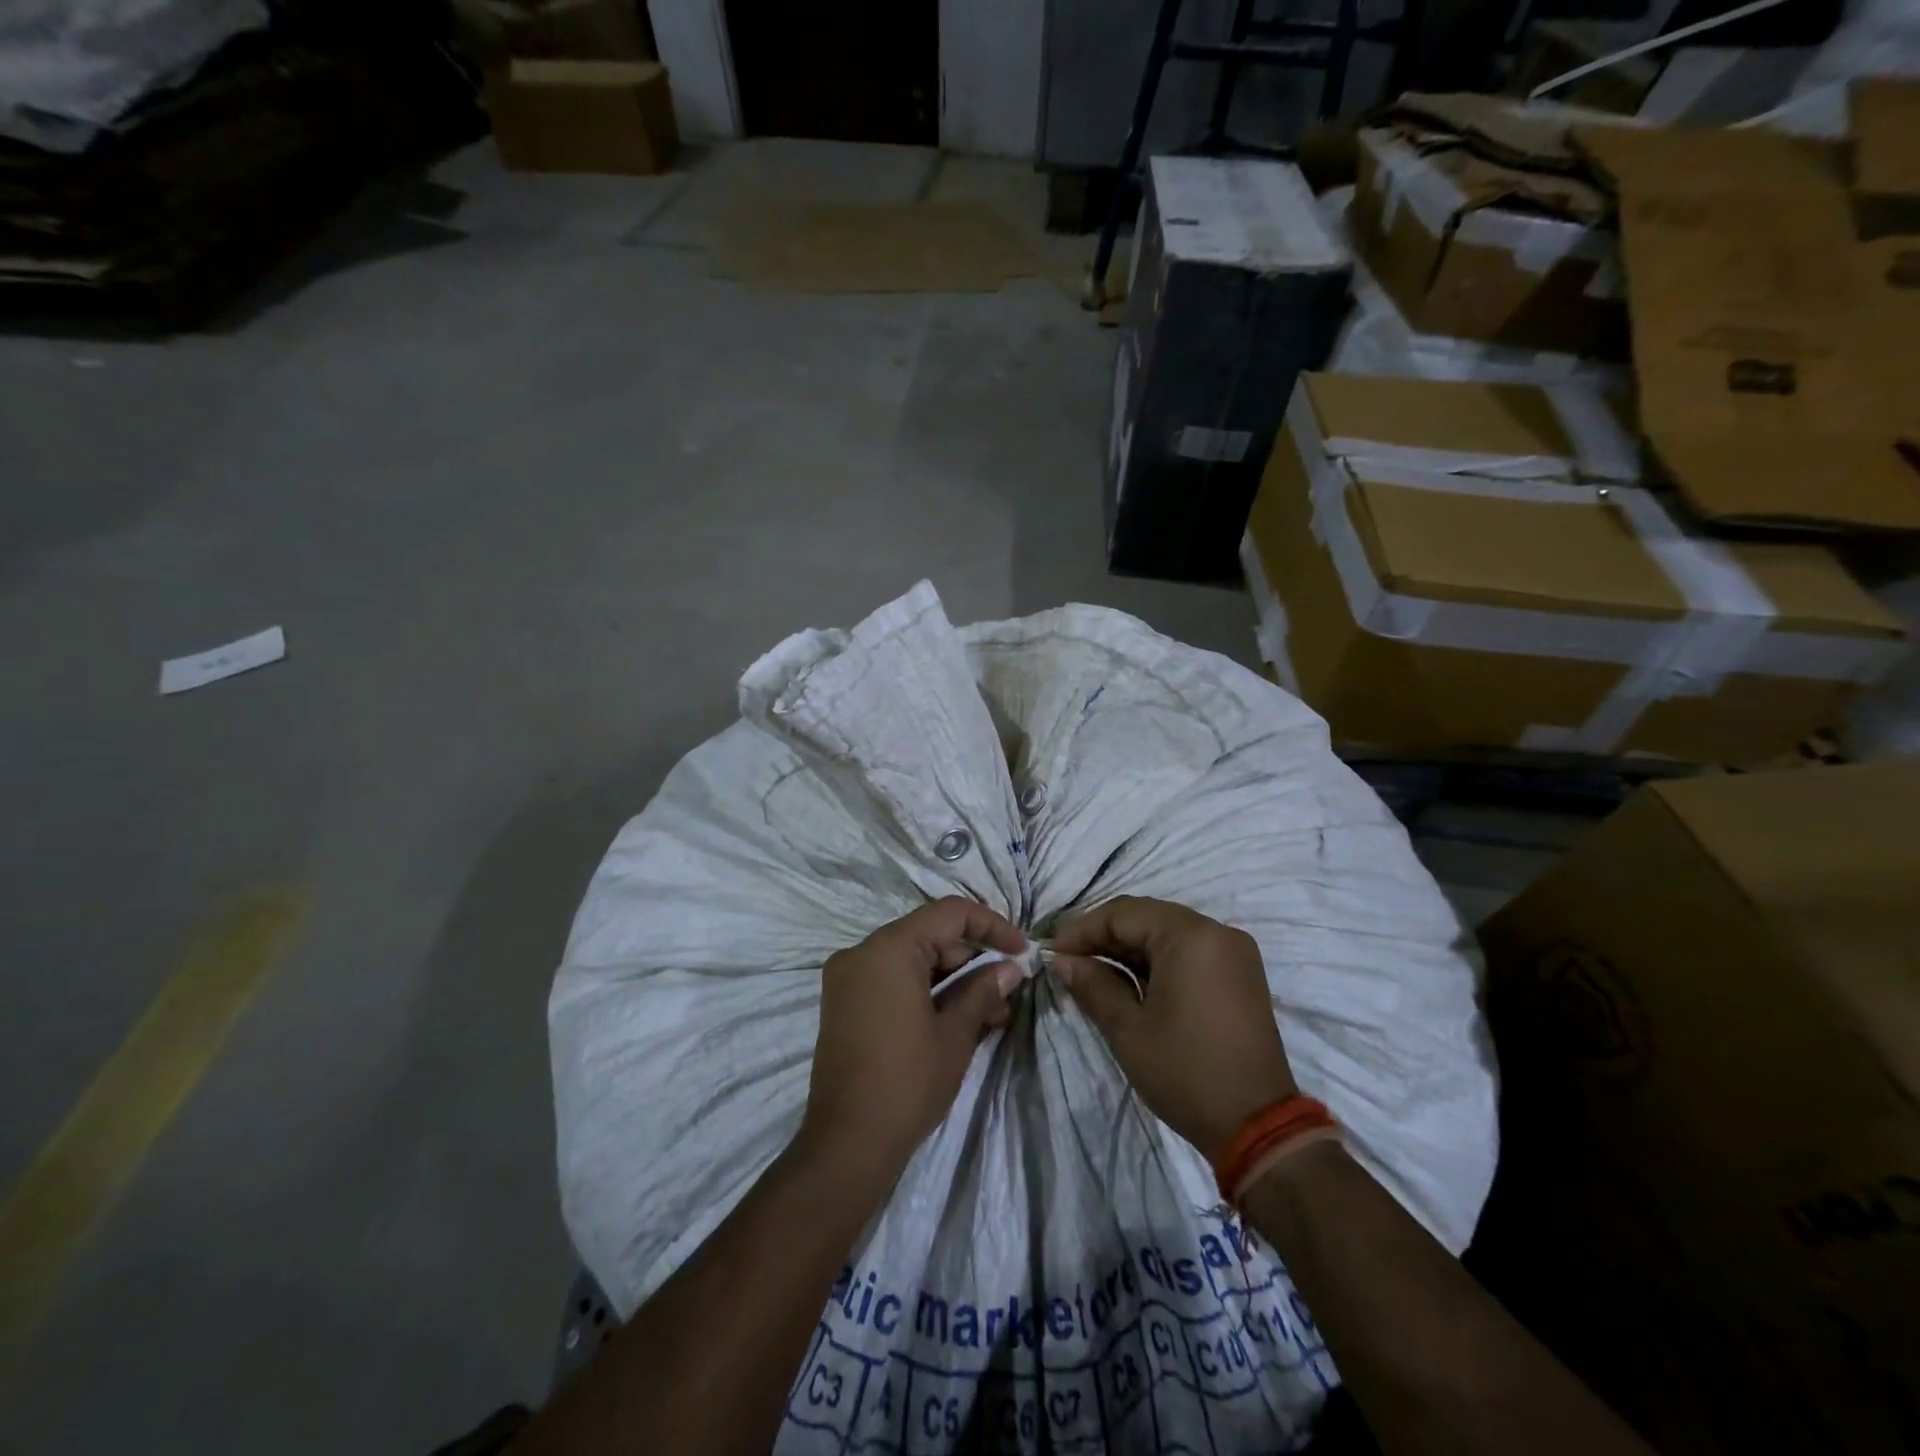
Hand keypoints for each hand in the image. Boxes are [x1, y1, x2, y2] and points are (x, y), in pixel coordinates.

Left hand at [801, 898, 1025, 1175]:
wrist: (846, 1144)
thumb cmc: (907, 1082)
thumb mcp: (955, 1034)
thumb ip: (983, 991)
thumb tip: (1010, 969)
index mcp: (888, 949)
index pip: (949, 914)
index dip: (991, 926)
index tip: (1022, 951)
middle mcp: (862, 952)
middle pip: (929, 936)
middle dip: (973, 958)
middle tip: (1009, 990)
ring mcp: (848, 978)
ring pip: (913, 960)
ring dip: (953, 979)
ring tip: (993, 1013)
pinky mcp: (845, 1004)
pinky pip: (893, 981)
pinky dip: (926, 991)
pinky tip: (959, 1018)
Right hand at [1050, 897, 1298, 1158]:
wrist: (1259, 1127)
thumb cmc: (1186, 1072)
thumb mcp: (1128, 1029)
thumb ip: (1092, 984)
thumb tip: (1062, 961)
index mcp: (1191, 936)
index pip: (1123, 913)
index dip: (1082, 929)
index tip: (1051, 952)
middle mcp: (1216, 932)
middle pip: (1147, 918)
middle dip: (1103, 936)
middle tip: (1067, 960)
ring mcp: (1233, 952)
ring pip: (1167, 934)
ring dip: (1128, 949)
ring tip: (1091, 972)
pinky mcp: (1240, 975)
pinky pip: (1188, 952)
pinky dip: (1156, 961)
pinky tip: (1128, 981)